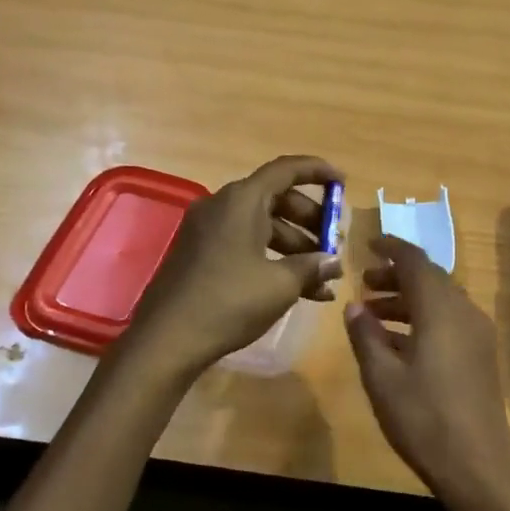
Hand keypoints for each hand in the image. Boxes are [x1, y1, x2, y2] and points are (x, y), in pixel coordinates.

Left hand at [126, 155, 342, 376]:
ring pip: (262, 227)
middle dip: (311, 221)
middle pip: (276, 200)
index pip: (286, 170)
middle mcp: (222, 207)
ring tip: (324, 278)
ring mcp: (207, 232)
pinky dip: (272, 260)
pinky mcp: (200, 256)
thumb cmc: (229, 302)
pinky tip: (299, 291)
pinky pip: (245, 245)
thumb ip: (312, 266)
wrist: (167, 339)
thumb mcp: (280, 284)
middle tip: (335, 243)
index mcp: (241, 201)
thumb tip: (333, 261)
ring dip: (296, 247)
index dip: (317, 172)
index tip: (342, 183)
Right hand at [344, 235, 509, 510]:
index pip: (415, 261)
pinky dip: (423, 320)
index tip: (368, 245)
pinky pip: (450, 322)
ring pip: (440, 301)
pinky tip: (398, 343)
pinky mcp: (481, 356)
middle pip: (430, 279)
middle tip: (365, 284)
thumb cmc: (422, 418)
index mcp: (441, 310)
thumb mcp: (382, 377)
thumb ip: (366, 335)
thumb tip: (355, 306)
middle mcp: (464, 313)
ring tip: (374, 314)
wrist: (476, 465)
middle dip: (397, 276)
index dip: (391, 248)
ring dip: (408, 300)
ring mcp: (477, 335)